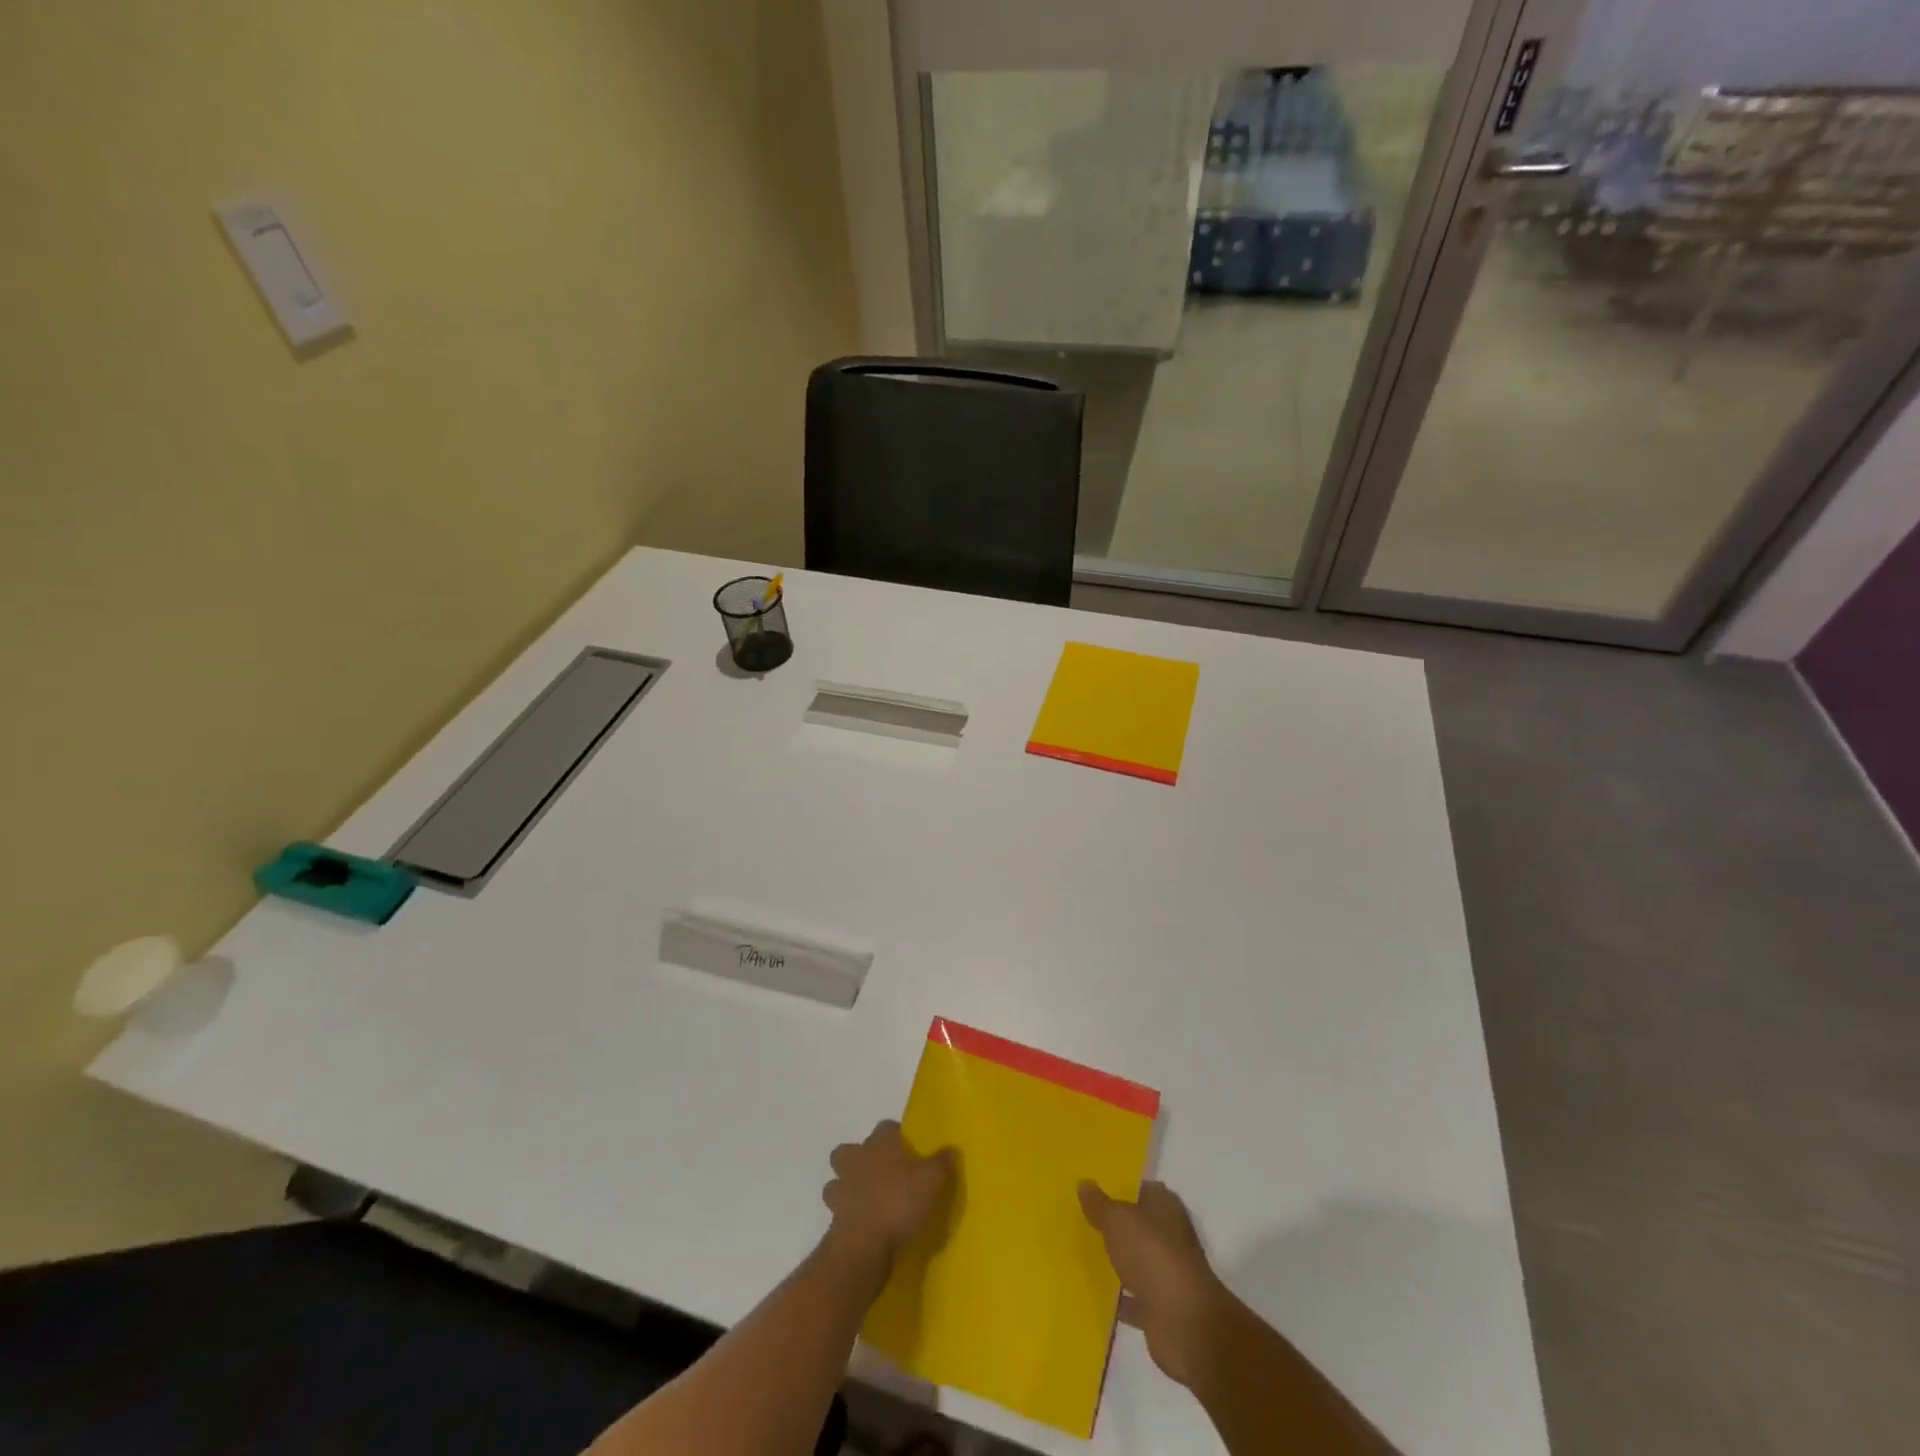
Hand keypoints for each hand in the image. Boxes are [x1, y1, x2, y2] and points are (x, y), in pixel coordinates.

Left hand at [822, 1120, 954, 1266]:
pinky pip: (838, 1209)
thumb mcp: (932, 1180)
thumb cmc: (900, 1202)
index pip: (886, 1127)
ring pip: (837, 1179)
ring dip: (847, 1186)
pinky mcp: (833, 1218)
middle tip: (880, 1173)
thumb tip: (951, 1148)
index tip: (907, 1149)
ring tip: (867, 1200)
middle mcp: (856, 1158)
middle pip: (850, 1149)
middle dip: (859, 1158)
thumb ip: (942, 1162)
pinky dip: (847, 1214)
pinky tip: (863, 1225)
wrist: (864, 1245)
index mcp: (880, 1143)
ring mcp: (840, 1188)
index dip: (895, 1136)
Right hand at [1080, 1180, 1226, 1387]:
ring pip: (1137, 1261)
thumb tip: (1084, 1183)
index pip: (1141, 1189)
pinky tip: (1096, 1295)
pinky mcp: (1162, 1308)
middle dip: (1116, 1225)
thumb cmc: (1153, 1255)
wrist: (1184, 1324)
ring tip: (1084, 1255)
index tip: (1092, 1190)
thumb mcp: (1118, 1220)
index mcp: (1165, 1207)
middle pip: (1139, 1225)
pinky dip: (1120, 1298)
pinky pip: (1135, 1298)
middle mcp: (1170, 1236)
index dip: (1120, 1188)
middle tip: (1082, 1220)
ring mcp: (1168, 1274)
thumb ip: (1099, 1204)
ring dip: (1118, 1261)